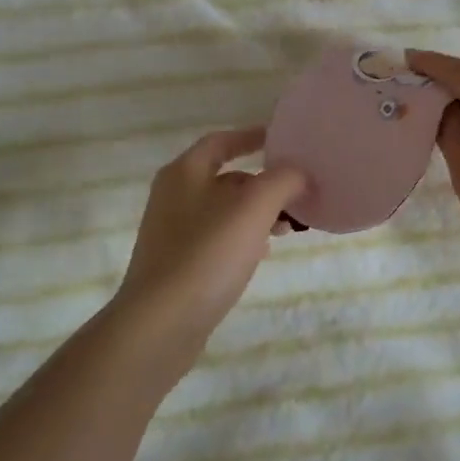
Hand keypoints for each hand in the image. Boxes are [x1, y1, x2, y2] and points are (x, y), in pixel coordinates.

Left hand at [114, 126, 307, 341]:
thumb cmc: (208, 253)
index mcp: (184, 172)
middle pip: (224, 178)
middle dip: (262, 183)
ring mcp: (172, 232)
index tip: (282, 140)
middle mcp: (173, 196)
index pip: (221, 141)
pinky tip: (261, 255)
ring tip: (286, 228)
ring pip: (223, 211)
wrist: (161, 323)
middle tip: (295, 194)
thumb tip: (298, 172)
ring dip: (256, 213)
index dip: (251, 136)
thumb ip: (282, 180)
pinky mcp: (177, 265)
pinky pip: (216, 239)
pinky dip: (242, 238)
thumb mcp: (254, 207)